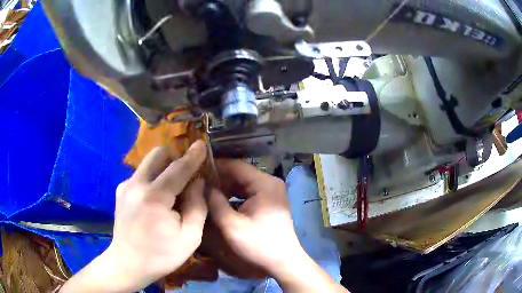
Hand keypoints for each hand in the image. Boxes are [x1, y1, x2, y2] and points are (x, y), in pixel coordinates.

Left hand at [61, 141, 207, 292]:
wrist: (127, 263)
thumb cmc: (161, 255)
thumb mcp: (190, 238)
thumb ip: (197, 207)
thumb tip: (198, 183)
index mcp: (154, 198)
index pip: (178, 169)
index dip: (192, 156)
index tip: (202, 144)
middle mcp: (136, 185)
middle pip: (158, 154)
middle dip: (175, 158)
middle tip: (185, 175)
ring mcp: (125, 186)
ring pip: (149, 162)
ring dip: (164, 168)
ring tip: (171, 189)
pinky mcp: (121, 190)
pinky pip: (141, 174)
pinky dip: (153, 178)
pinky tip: (156, 199)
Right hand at [208, 160, 344, 291]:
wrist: (283, 262)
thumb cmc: (259, 244)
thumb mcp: (231, 225)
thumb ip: (215, 202)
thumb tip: (202, 185)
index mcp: (264, 183)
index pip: (235, 166)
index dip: (214, 167)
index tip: (195, 170)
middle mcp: (269, 183)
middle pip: (239, 174)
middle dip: (218, 179)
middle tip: (197, 184)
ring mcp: (270, 193)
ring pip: (242, 184)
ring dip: (224, 188)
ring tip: (204, 192)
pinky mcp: (268, 203)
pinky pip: (247, 194)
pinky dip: (233, 197)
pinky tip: (218, 202)